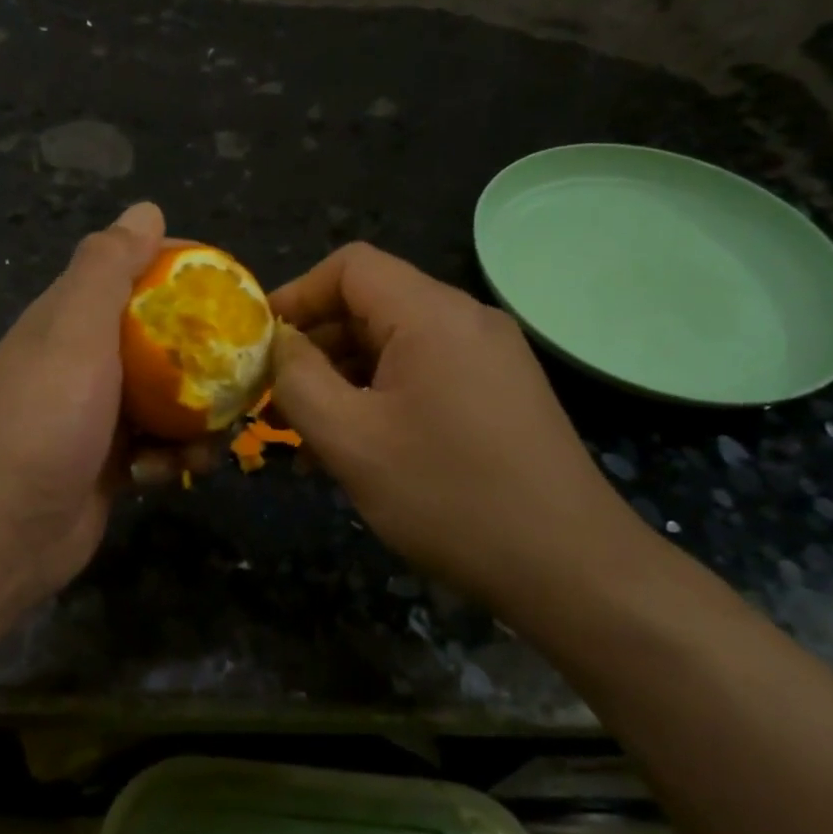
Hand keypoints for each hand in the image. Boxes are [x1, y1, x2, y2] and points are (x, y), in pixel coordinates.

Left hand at [0, 202, 202, 610]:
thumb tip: (146, 208)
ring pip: (169, 396)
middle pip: (162, 338)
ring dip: (196, 416)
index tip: (231, 289)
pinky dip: (171, 457)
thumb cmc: (41, 423)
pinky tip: (166, 473)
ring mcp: (98, 414)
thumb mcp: (74, 334)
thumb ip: (107, 269)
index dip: (183, 272)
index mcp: (72, 318)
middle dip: (204, 355)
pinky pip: (159, 444)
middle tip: (243, 370)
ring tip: (209, 438)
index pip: (135, 272)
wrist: (0, 536)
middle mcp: (86, 359)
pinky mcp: (111, 461)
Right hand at [269, 243, 645, 609]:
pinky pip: (425, 375)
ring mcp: (490, 356)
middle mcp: (466, 320)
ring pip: (396, 347)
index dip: (297, 295)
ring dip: (344, 381)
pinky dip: (382, 398)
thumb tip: (279, 342)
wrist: (571, 568)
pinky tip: (359, 451)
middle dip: (316, 349)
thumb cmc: (449, 497)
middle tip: (276, 403)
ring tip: (309, 439)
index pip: (350, 266)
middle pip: (371, 306)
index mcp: (432, 314)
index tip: (261, 345)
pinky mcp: (501, 392)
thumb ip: (298, 380)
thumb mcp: (351, 440)